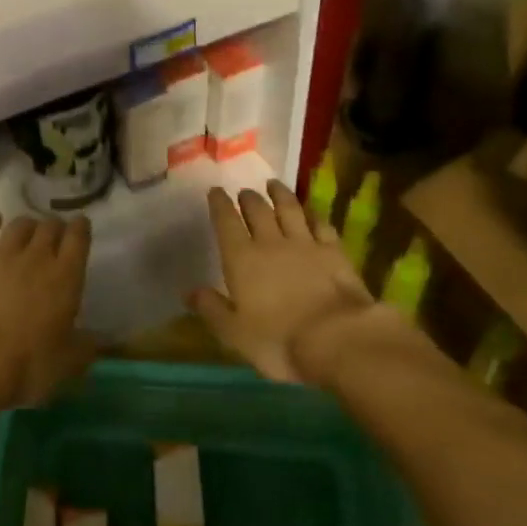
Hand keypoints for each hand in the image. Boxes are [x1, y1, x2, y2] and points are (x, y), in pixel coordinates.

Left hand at [0, 212, 94, 415]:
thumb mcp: (66, 364)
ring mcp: (2, 255)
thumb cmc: (26, 364)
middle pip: (49, 227)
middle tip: (54, 231)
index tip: (81, 224)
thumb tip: (94, 341)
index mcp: (66, 278)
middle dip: (54, 226)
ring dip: (27, 224)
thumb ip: (83, 348)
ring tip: (28, 228)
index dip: (81, 228)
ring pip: (19, 226)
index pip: (78, 239)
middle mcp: (37, 258)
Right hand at [189, 182, 375, 383]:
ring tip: (274, 185)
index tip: (216, 191)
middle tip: (245, 192)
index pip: (226, 222)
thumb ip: (211, 309)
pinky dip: (313, 215)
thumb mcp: (234, 333)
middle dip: (249, 198)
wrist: (337, 338)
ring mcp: (306, 244)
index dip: (219, 204)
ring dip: (280, 195)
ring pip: (290, 209)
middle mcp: (271, 243)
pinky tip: (311, 213)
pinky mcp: (335, 252)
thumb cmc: (278, 340)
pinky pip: (321, 225)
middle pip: (258, 210)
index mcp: (241, 259)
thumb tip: (189, 291)